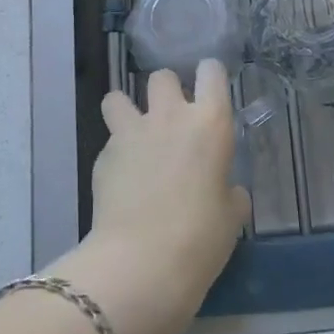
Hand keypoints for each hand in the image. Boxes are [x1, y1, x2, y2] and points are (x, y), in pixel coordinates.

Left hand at [51, 62, 249, 333]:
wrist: (141, 263)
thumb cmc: (200, 239)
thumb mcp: (231, 216)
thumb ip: (229, 192)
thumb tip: (225, 189)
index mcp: (210, 123)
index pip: (211, 71)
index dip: (209, 76)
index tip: (209, 92)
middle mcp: (170, 116)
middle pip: (162, 77)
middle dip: (166, 91)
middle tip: (172, 119)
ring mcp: (131, 132)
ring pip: (118, 96)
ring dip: (127, 110)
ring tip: (135, 136)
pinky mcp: (102, 155)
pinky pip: (109, 140)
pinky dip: (115, 152)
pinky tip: (121, 178)